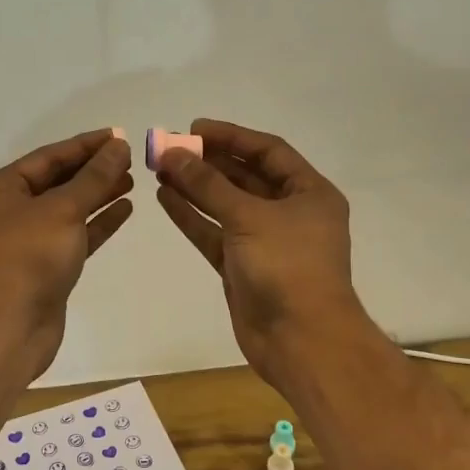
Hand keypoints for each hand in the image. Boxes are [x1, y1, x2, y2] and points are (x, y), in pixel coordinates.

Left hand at [0, 130, 133, 353]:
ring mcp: (25, 243)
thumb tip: (118, 146)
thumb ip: (94, 177)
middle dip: (93, 170)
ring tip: (132, 181)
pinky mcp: (43, 270)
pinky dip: (97, 224)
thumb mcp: (62, 208)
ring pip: (67, 210)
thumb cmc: (27, 256)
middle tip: (129, 159)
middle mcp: (7, 212)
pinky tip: (124, 210)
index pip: (47, 157)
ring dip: (98, 195)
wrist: (4, 328)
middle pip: (56, 182)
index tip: (118, 136)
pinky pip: (73, 237)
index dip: (84, 145)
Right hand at [154, 119, 364, 374]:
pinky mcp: (242, 266)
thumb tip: (173, 153)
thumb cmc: (287, 267)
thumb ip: (208, 184)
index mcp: (308, 193)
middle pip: (244, 176)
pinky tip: (165, 198)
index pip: (268, 151)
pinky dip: (192, 216)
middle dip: (207, 161)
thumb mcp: (248, 217)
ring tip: (160, 168)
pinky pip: (214, 232)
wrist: (301, 342)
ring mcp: (265, 240)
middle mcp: (289, 212)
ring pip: (225, 204)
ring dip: (195, 187)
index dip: (231, 137)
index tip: (193, 128)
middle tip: (168, 147)